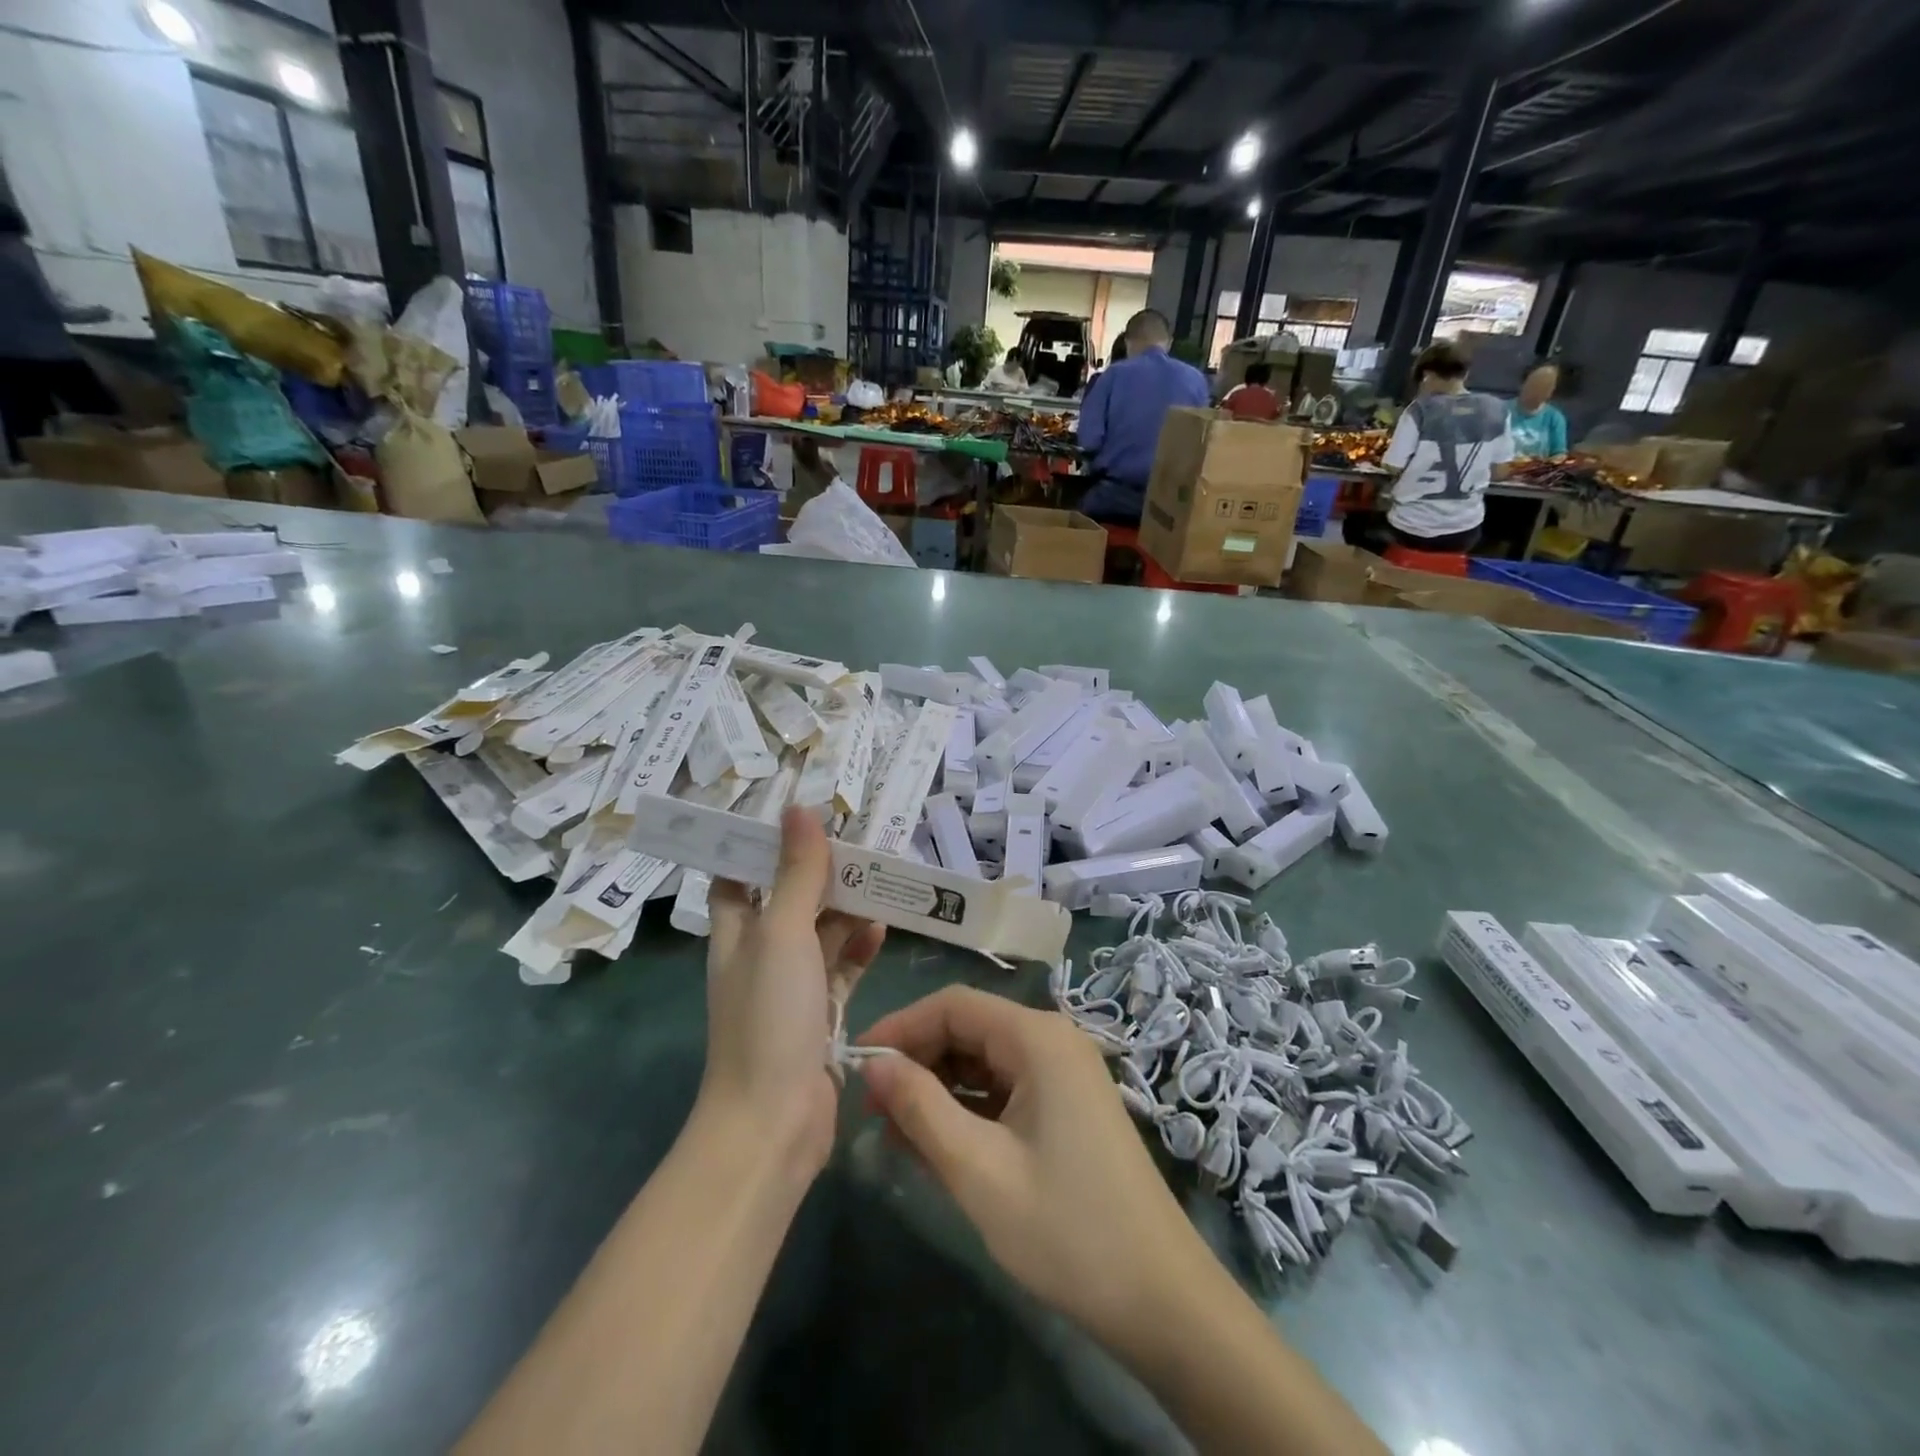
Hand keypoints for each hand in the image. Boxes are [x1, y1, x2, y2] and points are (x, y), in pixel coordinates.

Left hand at [702, 808, 885, 1182]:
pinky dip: (859, 949)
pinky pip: (841, 969)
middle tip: (861, 840)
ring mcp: (790, 987)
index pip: (738, 875)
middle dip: (820, 872)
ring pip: (820, 933)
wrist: (774, 1122)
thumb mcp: (782, 934)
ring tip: (881, 878)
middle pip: (788, 899)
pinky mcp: (820, 1015)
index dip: (759, 844)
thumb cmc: (768, 1017)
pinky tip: (882, 930)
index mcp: (736, 932)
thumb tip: (798, 809)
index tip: (797, 815)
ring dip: (846, 908)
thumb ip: (795, 875)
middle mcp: (759, 954)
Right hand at [857, 987, 1220, 1357]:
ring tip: (895, 1133)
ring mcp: (1063, 1074)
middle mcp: (1052, 1041)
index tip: (857, 1066)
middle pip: (969, 1028)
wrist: (1161, 1299)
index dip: (900, 1027)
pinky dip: (967, 1109)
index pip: (953, 1005)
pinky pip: (1004, 1090)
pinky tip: (937, 1145)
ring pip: (984, 1061)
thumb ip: (920, 1108)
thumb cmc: (1066, 1229)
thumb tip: (873, 1066)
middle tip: (871, 1109)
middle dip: (917, 1061)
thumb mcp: (978, 1169)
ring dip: (938, 1089)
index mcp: (1037, 1038)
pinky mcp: (1067, 1106)